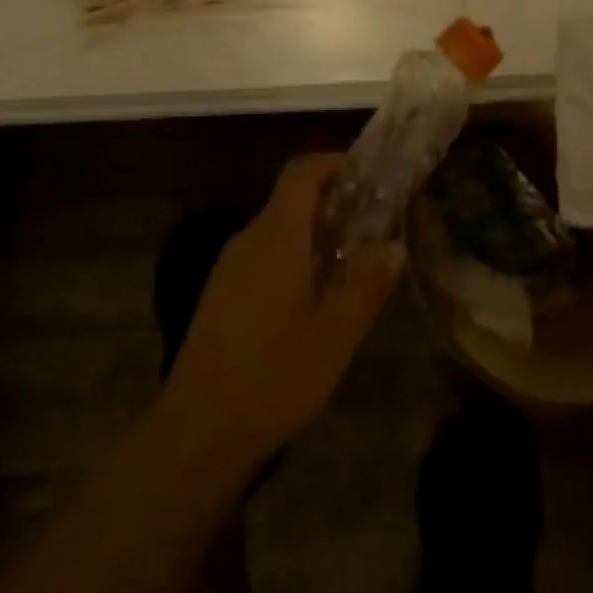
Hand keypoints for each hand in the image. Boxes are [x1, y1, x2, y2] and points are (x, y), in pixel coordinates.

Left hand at [164, 154, 403, 469]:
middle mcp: (249, 239)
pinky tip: (317, 299)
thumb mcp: (336, 332)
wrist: (199, 429)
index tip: (370, 176)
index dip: (335, 163)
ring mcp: (230, 268)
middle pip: (291, 199)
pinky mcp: (222, 295)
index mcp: (276, 235)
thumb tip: (393, 245)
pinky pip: (265, 257)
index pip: (301, 171)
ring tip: (354, 264)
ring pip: (279, 231)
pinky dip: (296, 259)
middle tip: (375, 225)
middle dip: (334, 203)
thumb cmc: (275, 375)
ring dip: (316, 235)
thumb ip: (367, 283)